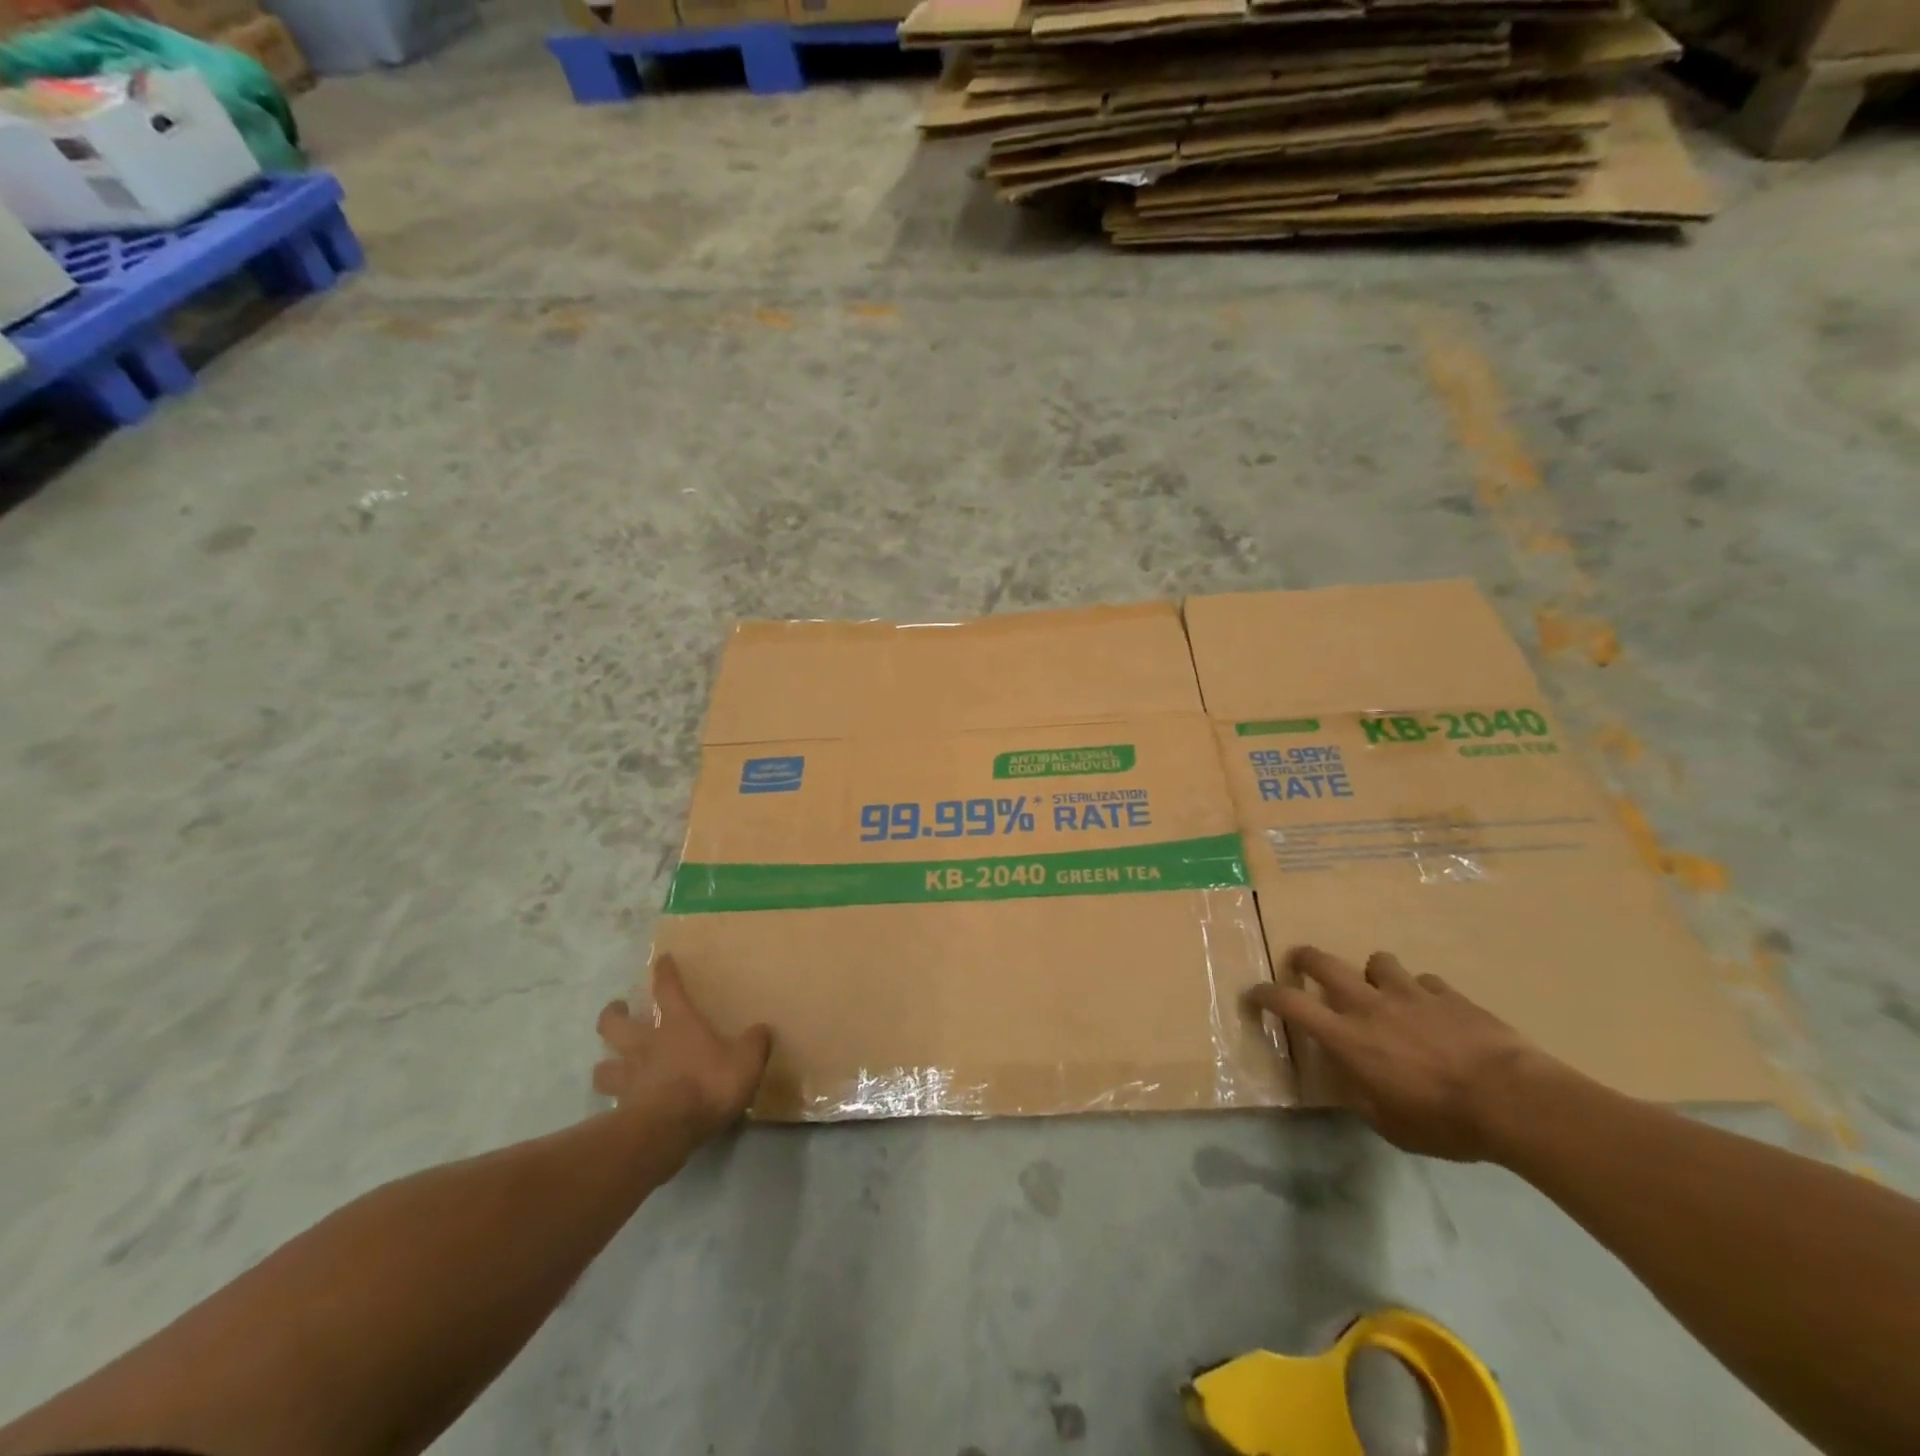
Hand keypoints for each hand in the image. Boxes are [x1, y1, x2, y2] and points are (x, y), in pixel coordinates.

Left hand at [594, 954, 771, 1141]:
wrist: (668, 1130)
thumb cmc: (708, 1085)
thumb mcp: (746, 1061)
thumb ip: (755, 1043)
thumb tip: (762, 1030)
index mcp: (678, 1025)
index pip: (668, 989)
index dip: (665, 973)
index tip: (662, 959)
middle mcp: (646, 1045)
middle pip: (614, 1024)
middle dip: (613, 1014)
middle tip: (618, 1010)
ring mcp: (629, 1079)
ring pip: (603, 1067)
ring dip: (605, 1064)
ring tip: (611, 1064)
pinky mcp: (621, 1110)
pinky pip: (611, 1101)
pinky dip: (613, 1100)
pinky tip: (621, 1105)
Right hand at [1247, 945, 1549, 1161]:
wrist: (1513, 1100)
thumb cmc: (1444, 1122)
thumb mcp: (1391, 1126)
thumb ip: (1364, 1097)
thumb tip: (1354, 1084)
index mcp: (1347, 1037)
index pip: (1290, 1004)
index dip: (1265, 994)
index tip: (1254, 994)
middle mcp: (1369, 1005)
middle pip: (1323, 962)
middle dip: (1306, 959)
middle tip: (1303, 964)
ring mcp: (1409, 993)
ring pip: (1377, 961)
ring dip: (1373, 975)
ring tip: (1384, 992)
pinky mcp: (1447, 994)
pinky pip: (1425, 982)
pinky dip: (1423, 993)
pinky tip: (1435, 1013)